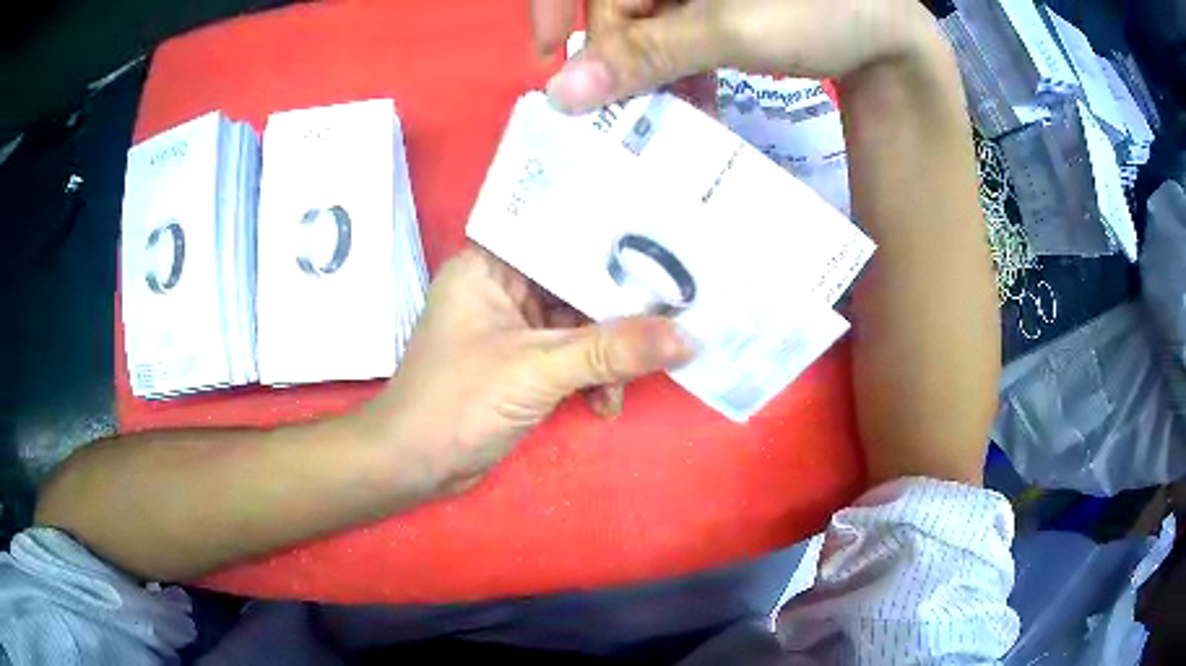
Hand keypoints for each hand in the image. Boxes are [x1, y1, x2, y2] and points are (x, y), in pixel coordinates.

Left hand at [361, 246, 692, 493]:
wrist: (414, 467)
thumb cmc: (459, 404)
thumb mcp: (538, 371)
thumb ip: (612, 351)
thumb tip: (688, 337)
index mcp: (489, 265)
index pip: (559, 237)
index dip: (611, 245)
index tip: (665, 251)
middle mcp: (500, 287)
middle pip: (574, 282)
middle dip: (617, 313)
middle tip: (668, 321)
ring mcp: (510, 327)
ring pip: (577, 322)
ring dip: (606, 355)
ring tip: (627, 381)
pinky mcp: (519, 361)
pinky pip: (569, 354)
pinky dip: (590, 376)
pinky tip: (604, 402)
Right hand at [530, 0, 938, 111]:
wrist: (886, 32)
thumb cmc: (820, 11)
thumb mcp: (732, 29)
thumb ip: (646, 55)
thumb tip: (559, 94)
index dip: (549, 7)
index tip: (545, 57)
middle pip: (614, 6)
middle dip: (620, 57)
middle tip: (632, 110)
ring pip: (643, 24)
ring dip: (651, 72)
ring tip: (672, 114)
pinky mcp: (711, 3)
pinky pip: (673, 31)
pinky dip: (677, 66)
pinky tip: (694, 96)